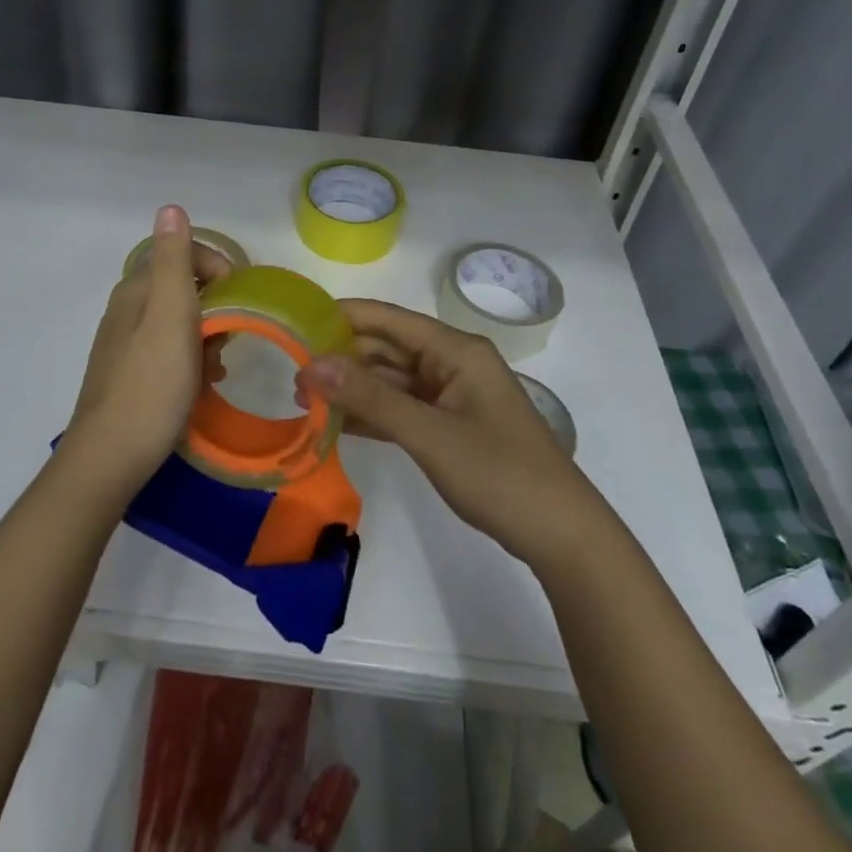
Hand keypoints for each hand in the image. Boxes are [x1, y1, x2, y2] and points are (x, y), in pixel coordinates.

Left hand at [58, 205, 232, 497]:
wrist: (110, 458)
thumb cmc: (151, 385)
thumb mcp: (170, 316)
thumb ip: (173, 261)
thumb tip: (169, 207)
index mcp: (136, 290)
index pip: (184, 254)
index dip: (218, 269)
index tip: (239, 302)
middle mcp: (127, 309)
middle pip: (183, 288)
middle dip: (215, 308)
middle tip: (228, 340)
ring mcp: (125, 343)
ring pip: (179, 322)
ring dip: (206, 337)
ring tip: (217, 367)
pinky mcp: (129, 373)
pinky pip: (169, 351)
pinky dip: (191, 360)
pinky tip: (200, 385)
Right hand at [299, 301, 598, 569]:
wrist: (560, 534)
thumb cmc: (498, 473)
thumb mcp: (429, 434)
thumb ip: (370, 399)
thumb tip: (312, 365)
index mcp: (455, 350)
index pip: (388, 319)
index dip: (342, 317)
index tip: (296, 322)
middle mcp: (452, 363)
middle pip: (387, 348)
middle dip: (342, 357)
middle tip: (291, 372)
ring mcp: (451, 395)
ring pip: (391, 380)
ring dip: (353, 388)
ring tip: (303, 398)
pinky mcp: (449, 425)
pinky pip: (402, 408)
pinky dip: (372, 413)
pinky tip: (337, 423)